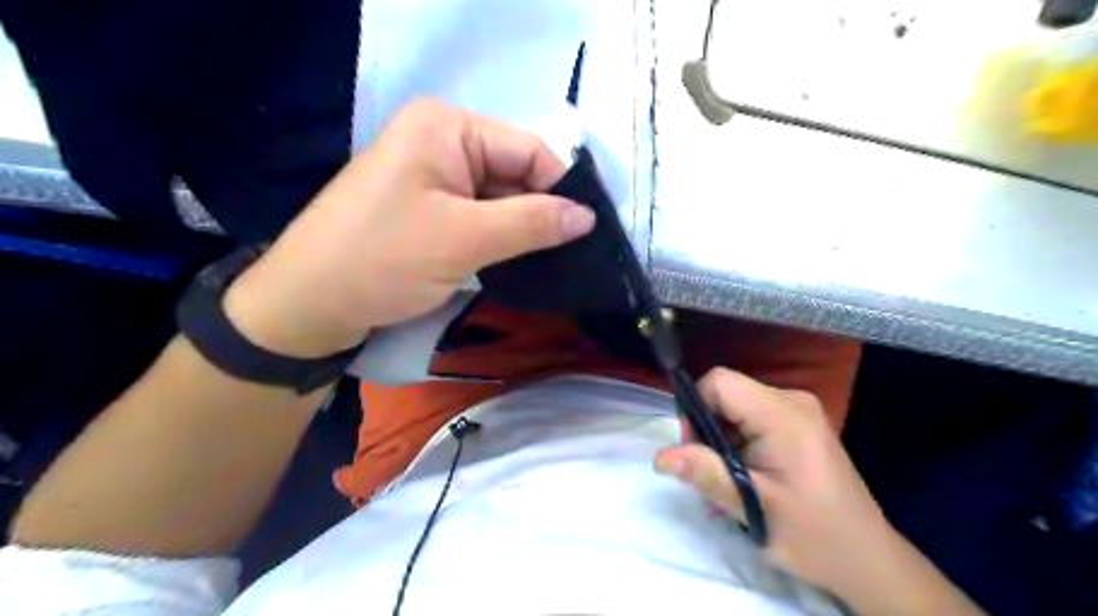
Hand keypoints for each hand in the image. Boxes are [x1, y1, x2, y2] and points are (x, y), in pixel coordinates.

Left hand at [223, 99, 596, 358]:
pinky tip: (519, 261)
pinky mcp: (429, 207)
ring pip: (499, 199)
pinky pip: (479, 216)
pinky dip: (499, 238)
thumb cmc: (383, 260)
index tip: (589, 232)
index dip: (561, 189)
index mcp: (447, 127)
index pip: (529, 149)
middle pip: (515, 173)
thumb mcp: (464, 239)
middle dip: (541, 213)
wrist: (308, 305)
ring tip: (552, 262)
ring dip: (522, 230)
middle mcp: (442, 141)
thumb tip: (588, 216)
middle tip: (574, 255)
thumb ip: (532, 223)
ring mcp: (433, 175)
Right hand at [650, 368, 890, 598]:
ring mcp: (796, 412)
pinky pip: (749, 420)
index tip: (694, 451)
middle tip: (709, 477)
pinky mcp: (796, 425)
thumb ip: (706, 475)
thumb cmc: (815, 535)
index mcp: (784, 414)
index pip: (719, 382)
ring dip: (719, 444)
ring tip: (725, 486)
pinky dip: (735, 446)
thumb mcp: (755, 507)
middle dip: (706, 433)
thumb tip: (661, 457)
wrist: (867, 560)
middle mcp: (790, 401)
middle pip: (725, 396)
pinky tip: (741, 480)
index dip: (695, 409)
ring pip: (733, 410)